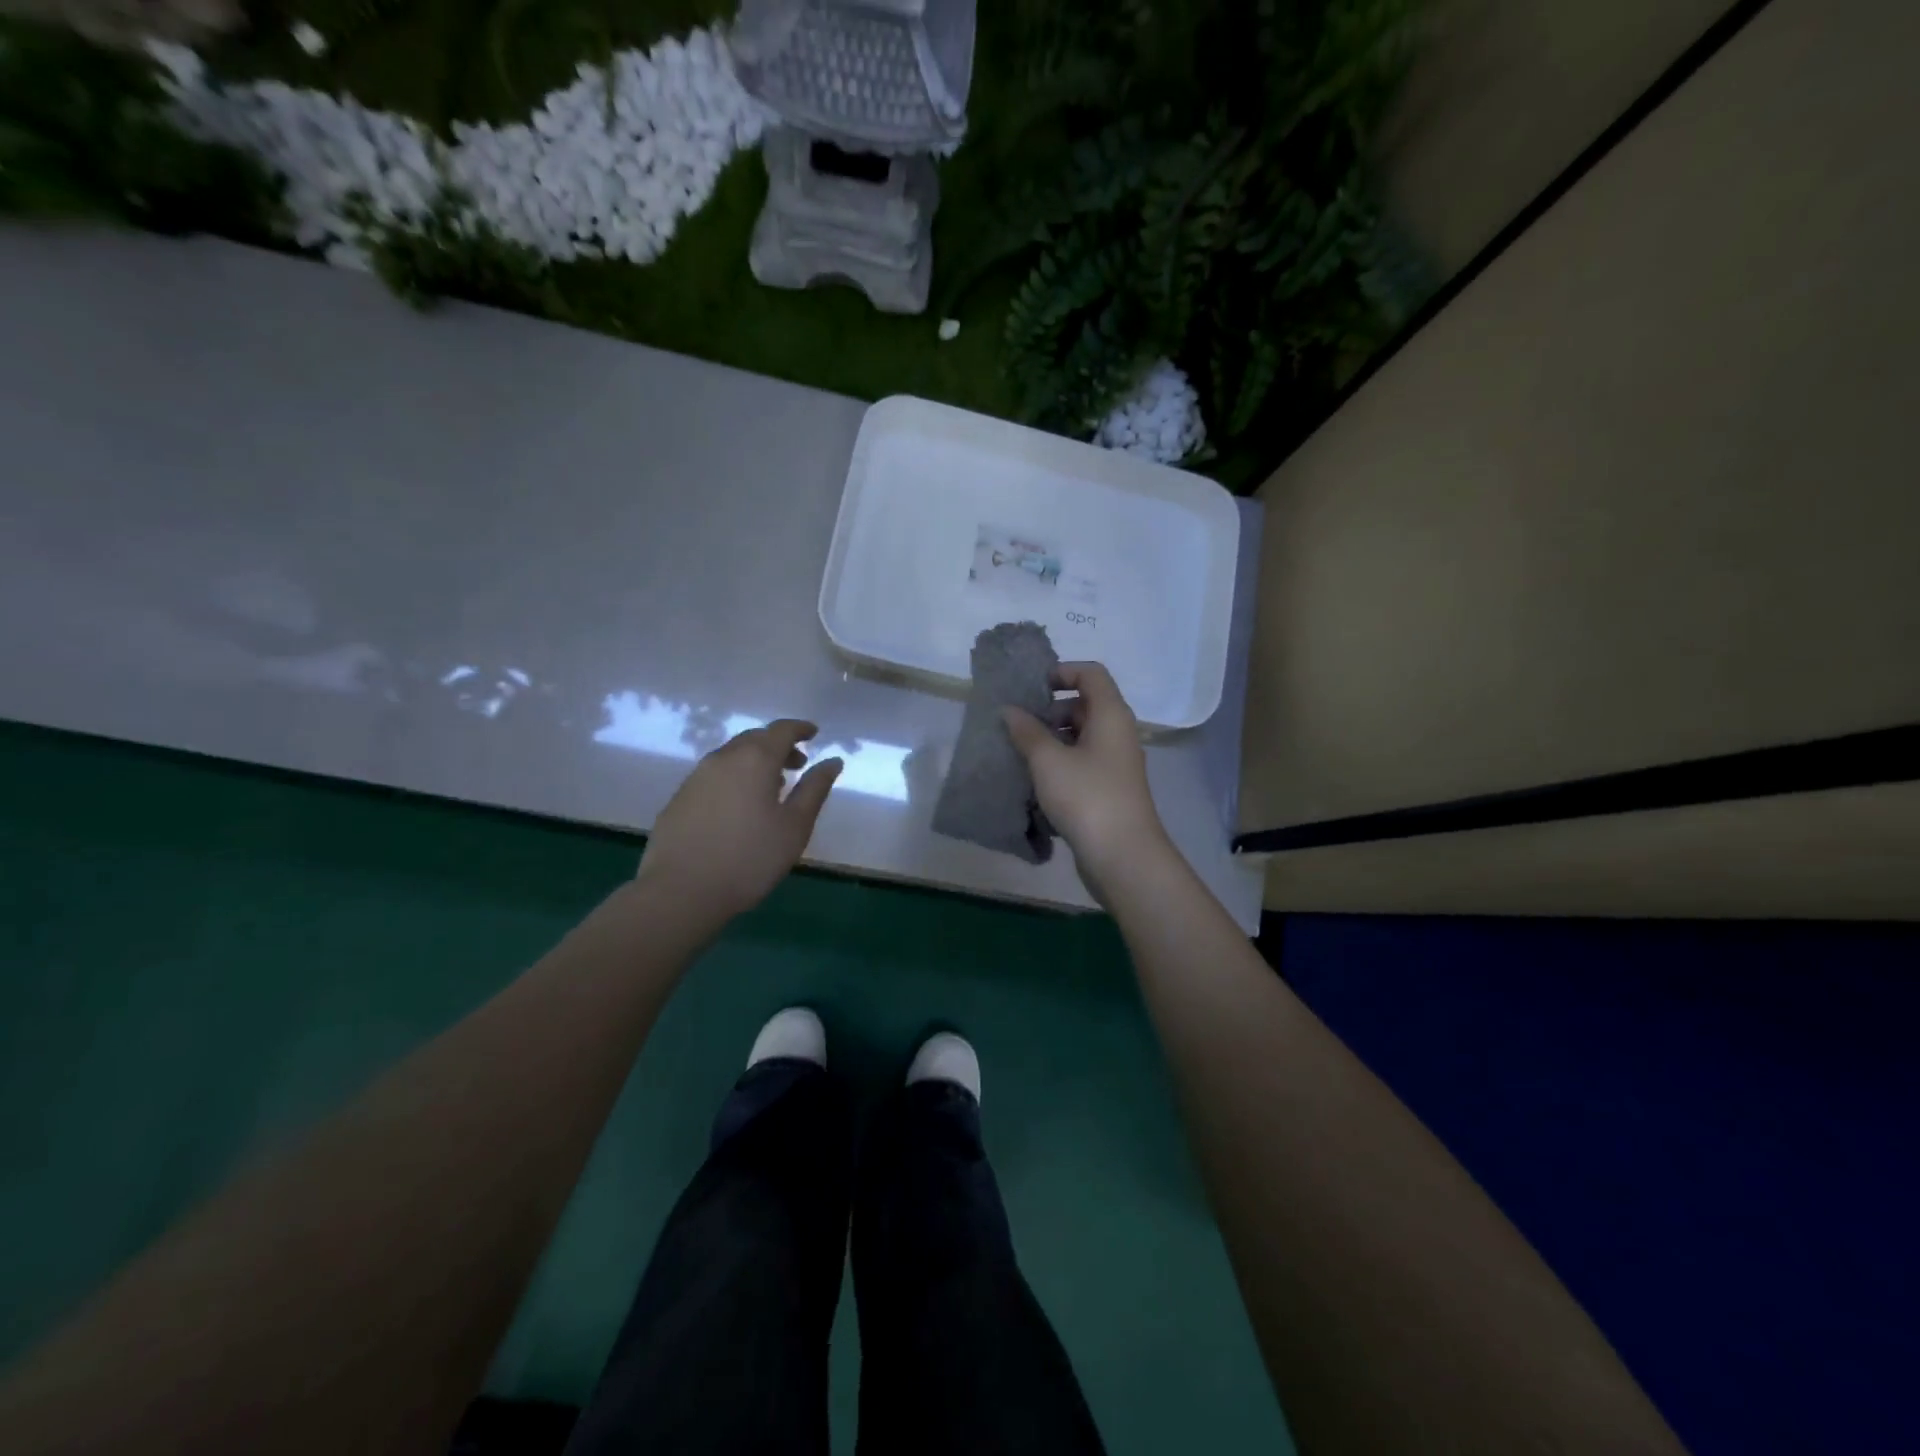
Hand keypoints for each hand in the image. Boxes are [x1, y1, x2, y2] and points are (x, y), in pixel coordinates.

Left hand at [636, 719, 842, 923]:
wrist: (680, 891)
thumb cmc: (749, 858)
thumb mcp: (795, 826)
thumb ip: (815, 789)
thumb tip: (832, 761)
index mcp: (755, 760)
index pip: (781, 730)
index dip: (800, 729)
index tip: (814, 733)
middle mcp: (723, 758)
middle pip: (754, 739)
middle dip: (778, 745)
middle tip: (798, 764)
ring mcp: (696, 777)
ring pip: (732, 756)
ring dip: (755, 762)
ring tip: (772, 786)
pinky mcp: (679, 798)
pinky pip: (714, 775)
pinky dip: (735, 777)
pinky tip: (740, 805)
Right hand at [1002, 662, 1169, 884]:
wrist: (1122, 856)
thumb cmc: (1086, 797)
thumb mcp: (1048, 760)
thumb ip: (1026, 731)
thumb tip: (1009, 710)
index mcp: (1111, 715)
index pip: (1091, 673)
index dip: (1062, 671)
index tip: (1032, 688)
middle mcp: (1118, 733)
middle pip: (1085, 705)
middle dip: (1050, 710)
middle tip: (1018, 725)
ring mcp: (1115, 764)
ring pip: (1081, 737)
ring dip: (1051, 740)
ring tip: (1020, 754)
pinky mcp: (1109, 790)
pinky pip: (1082, 763)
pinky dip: (1059, 764)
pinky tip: (1034, 782)